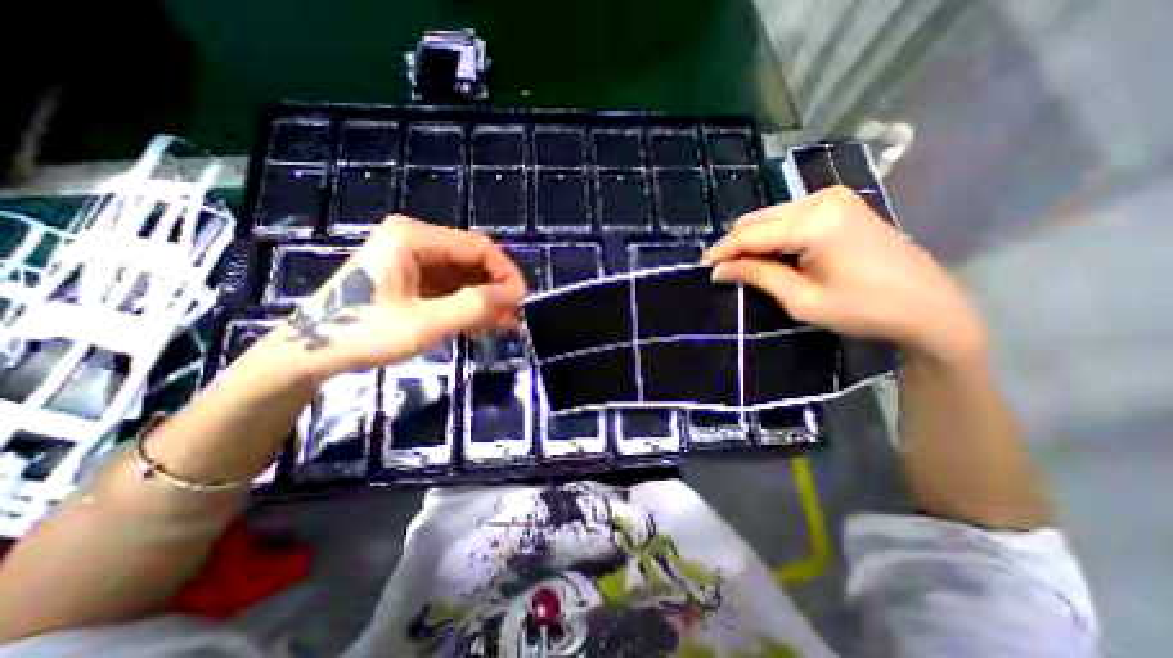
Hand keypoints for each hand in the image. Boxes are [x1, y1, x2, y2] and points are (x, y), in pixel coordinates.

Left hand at [278, 215, 524, 378]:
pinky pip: (450, 285)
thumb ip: (474, 306)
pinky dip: (467, 303)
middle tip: (513, 317)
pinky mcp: (410, 275)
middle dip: (496, 289)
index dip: (506, 273)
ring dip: (484, 299)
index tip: (522, 301)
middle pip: (471, 259)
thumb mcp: (426, 322)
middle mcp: (414, 239)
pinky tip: (478, 325)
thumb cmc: (365, 333)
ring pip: (464, 274)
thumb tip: (516, 295)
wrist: (311, 352)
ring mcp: (411, 257)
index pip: (478, 247)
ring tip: (501, 325)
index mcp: (413, 237)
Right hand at [706, 185, 986, 359]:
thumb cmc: (863, 309)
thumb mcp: (801, 299)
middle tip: (721, 270)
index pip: (750, 233)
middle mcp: (821, 199)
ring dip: (752, 240)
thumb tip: (719, 271)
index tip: (702, 267)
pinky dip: (772, 235)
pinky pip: (789, 217)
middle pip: (758, 219)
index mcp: (815, 222)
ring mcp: (833, 198)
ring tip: (741, 266)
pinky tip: (768, 254)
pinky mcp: (839, 204)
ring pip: (770, 216)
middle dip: (735, 245)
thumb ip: (757, 276)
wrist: (928, 307)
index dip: (722, 251)